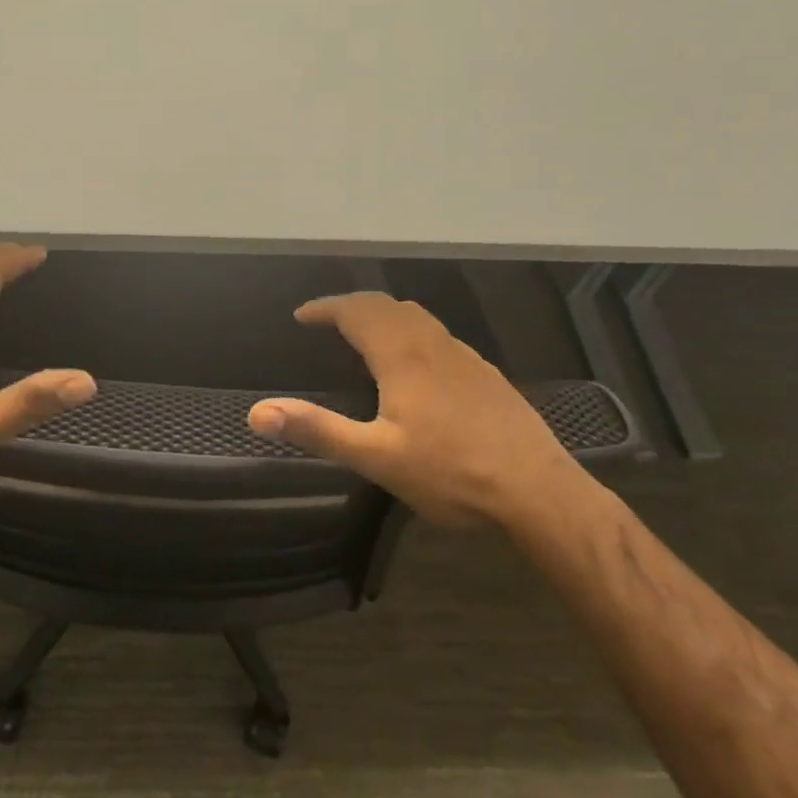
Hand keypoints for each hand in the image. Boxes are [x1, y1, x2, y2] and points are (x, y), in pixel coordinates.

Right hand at [247, 292, 583, 529]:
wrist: (540, 492)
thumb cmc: (452, 473)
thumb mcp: (376, 458)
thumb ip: (317, 430)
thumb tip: (257, 413)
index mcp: (402, 355)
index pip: (355, 311)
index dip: (324, 308)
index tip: (301, 316)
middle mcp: (432, 343)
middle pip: (385, 305)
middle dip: (351, 305)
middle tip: (326, 320)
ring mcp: (463, 356)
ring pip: (415, 316)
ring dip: (382, 314)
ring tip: (364, 333)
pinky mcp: (485, 373)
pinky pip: (437, 334)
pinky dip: (410, 330)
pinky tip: (415, 362)